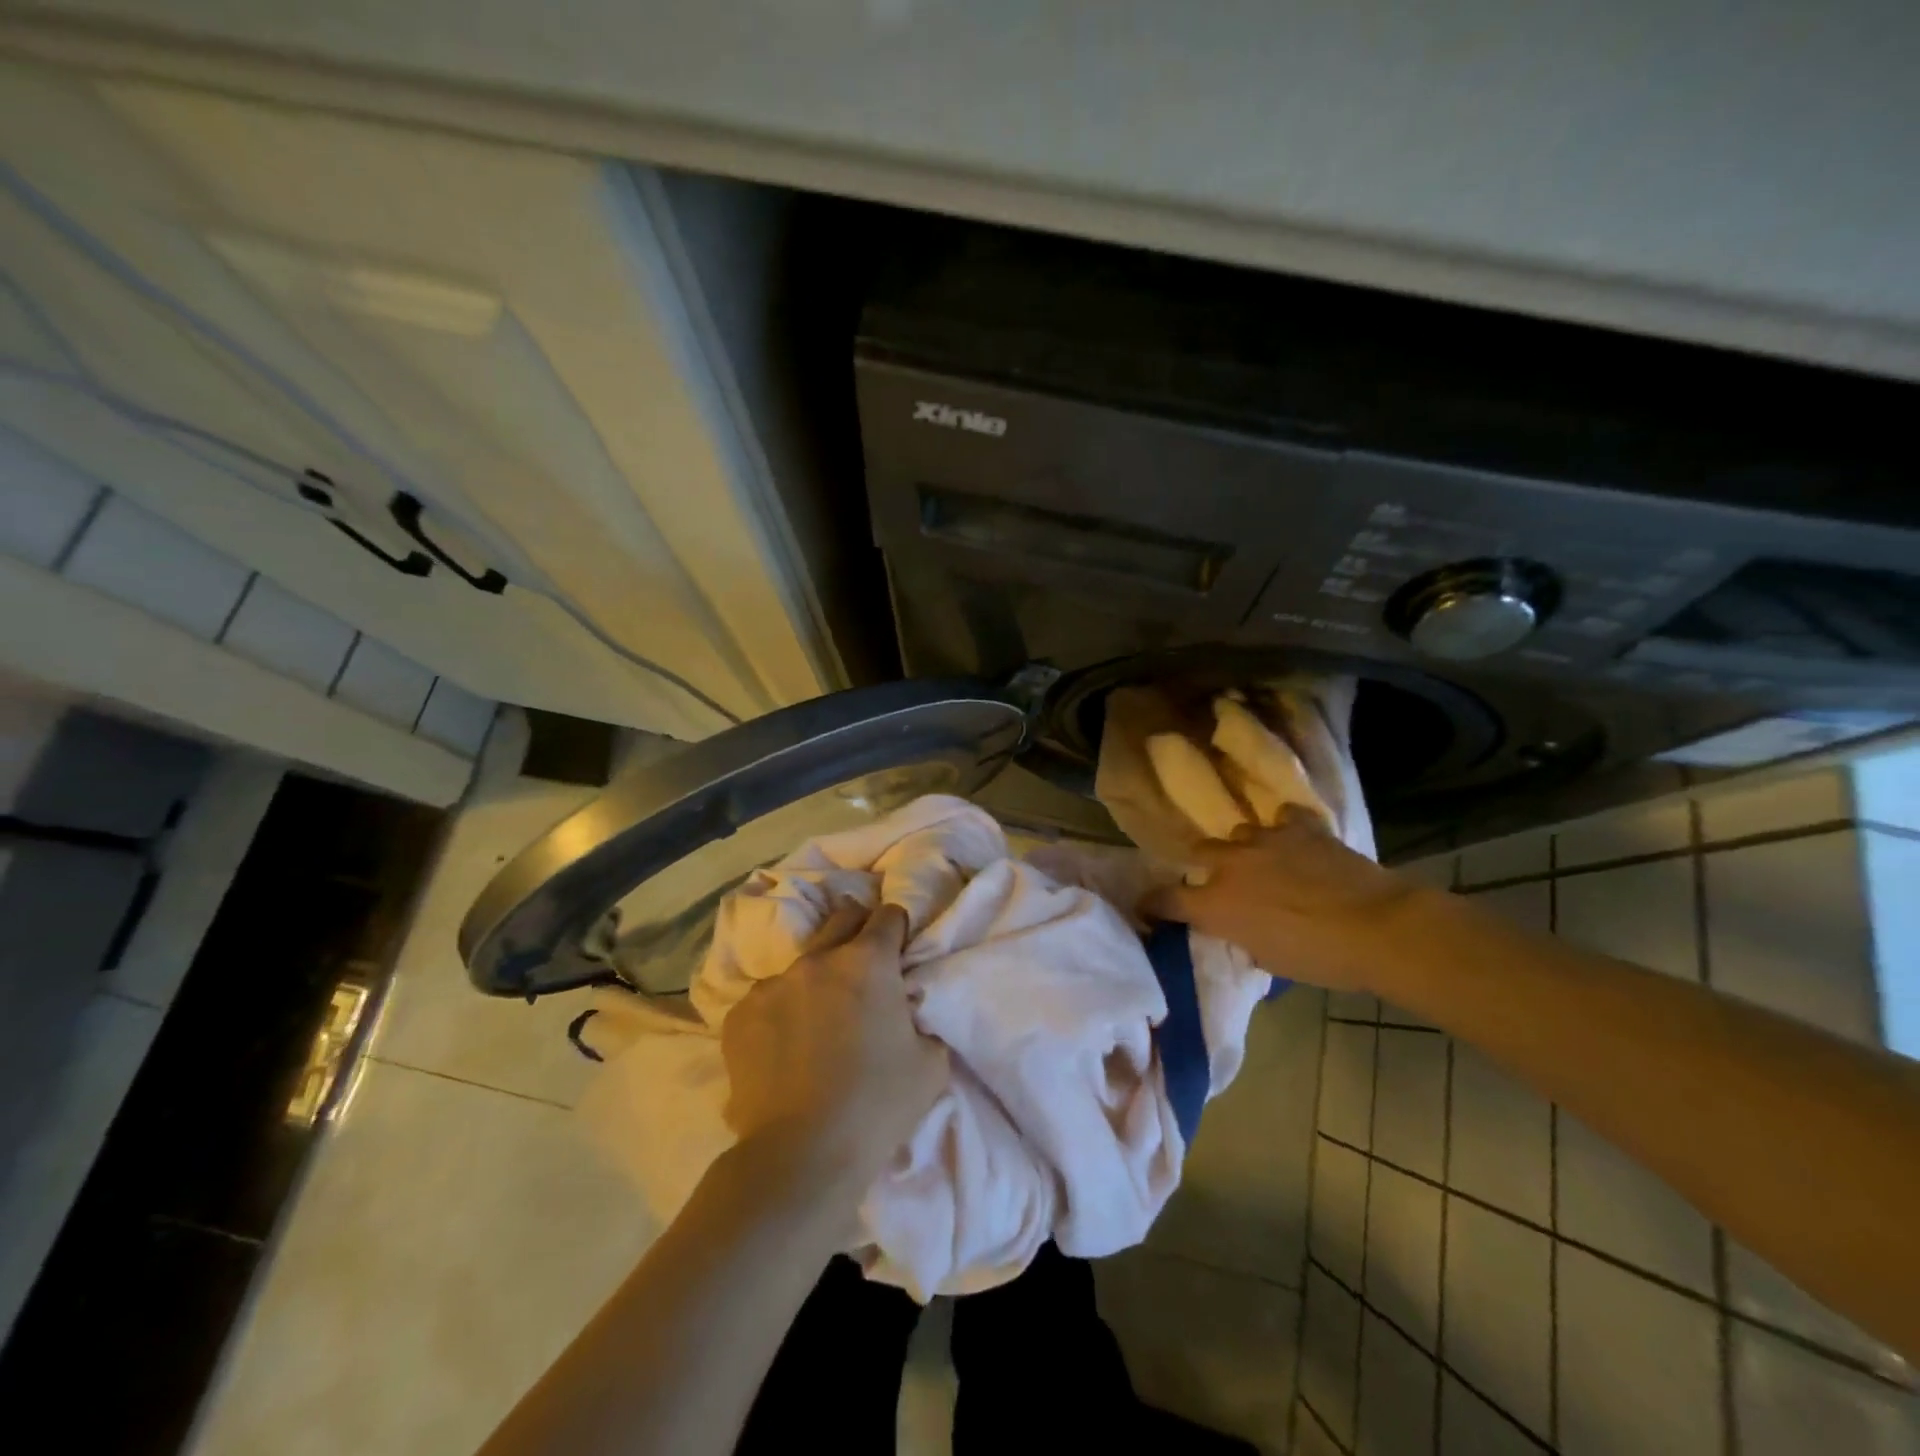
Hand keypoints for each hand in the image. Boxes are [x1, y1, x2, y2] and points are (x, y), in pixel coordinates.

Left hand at [720, 901, 947, 1196]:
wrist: (801, 1154)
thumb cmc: (877, 1105)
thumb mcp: (931, 1062)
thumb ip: (920, 1019)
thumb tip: (906, 1010)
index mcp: (868, 961)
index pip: (888, 916)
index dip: (897, 930)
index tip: (898, 952)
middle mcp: (818, 959)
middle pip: (842, 918)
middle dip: (857, 932)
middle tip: (864, 969)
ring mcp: (773, 984)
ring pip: (802, 963)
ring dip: (817, 978)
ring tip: (818, 1022)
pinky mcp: (740, 1014)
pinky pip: (767, 998)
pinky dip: (781, 1012)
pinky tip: (784, 1049)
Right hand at [1146, 807, 1430, 993]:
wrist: (1379, 928)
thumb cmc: (1321, 959)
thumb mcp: (1269, 959)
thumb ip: (1242, 937)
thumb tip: (1239, 927)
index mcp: (1216, 905)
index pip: (1166, 899)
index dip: (1153, 904)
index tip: (1150, 908)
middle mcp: (1230, 865)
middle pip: (1198, 852)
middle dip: (1206, 865)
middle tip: (1225, 882)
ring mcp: (1264, 840)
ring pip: (1239, 834)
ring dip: (1247, 849)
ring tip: (1267, 862)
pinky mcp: (1299, 827)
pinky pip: (1284, 819)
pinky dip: (1287, 830)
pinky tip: (1300, 843)